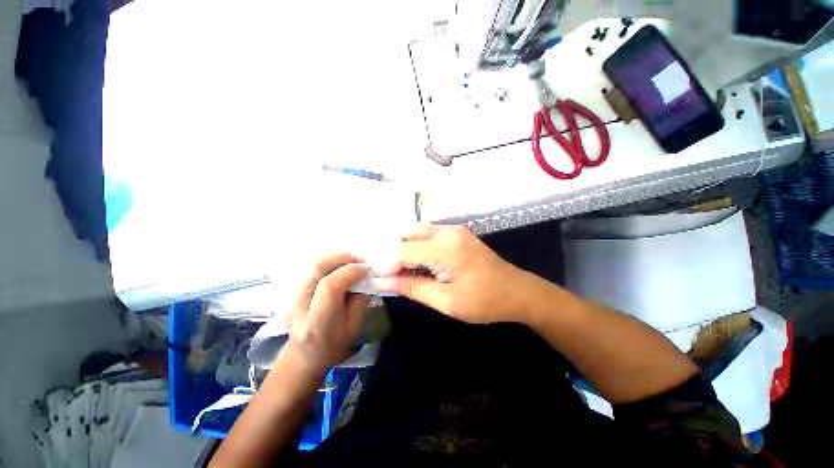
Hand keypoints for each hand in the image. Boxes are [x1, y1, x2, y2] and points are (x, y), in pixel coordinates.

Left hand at [283, 253, 371, 372]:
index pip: (330, 285)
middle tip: (360, 260)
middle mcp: (300, 304)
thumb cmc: (332, 345)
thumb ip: (360, 300)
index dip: (350, 272)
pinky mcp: (292, 289)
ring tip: (351, 262)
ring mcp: (292, 294)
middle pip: (317, 267)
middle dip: (342, 258)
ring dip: (336, 258)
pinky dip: (329, 263)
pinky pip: (312, 267)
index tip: (367, 269)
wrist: (303, 355)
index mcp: (317, 320)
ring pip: (313, 263)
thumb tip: (366, 278)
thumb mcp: (353, 327)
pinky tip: (339, 268)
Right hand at [373, 224, 531, 323]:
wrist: (518, 292)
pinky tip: (420, 262)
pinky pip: (431, 234)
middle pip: (409, 234)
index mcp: (444, 248)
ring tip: (403, 270)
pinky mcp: (459, 234)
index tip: (379, 279)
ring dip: (407, 248)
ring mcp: (455, 230)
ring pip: (419, 232)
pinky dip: (420, 246)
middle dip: (395, 253)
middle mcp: (448, 232)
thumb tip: (382, 281)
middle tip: (390, 274)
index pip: (403, 250)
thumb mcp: (445, 300)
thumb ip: (411, 288)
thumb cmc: (483, 301)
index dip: (387, 264)